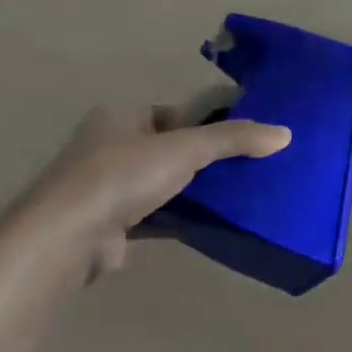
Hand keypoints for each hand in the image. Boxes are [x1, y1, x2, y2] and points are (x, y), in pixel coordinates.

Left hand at [16, 105, 291, 277]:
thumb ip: (236, 138)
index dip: (212, 120)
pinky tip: (215, 222)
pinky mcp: (111, 224)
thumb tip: (287, 133)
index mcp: (121, 117)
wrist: (64, 239)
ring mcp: (107, 188)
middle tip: (252, 165)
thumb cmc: (121, 176)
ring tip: (242, 193)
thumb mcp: (187, 148)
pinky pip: (158, 215)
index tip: (248, 134)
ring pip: (167, 183)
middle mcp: (110, 147)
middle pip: (174, 147)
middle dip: (209, 158)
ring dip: (197, 190)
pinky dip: (183, 217)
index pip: (178, 111)